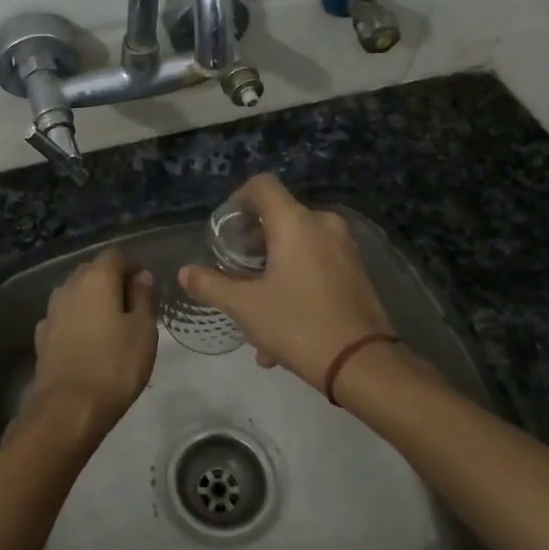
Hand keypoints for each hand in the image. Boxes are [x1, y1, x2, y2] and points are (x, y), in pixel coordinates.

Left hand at [25, 248, 157, 433]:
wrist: (68, 409)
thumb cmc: (115, 366)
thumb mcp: (144, 330)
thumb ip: (144, 297)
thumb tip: (141, 276)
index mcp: (96, 278)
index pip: (115, 255)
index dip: (133, 267)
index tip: (147, 288)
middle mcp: (69, 286)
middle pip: (92, 271)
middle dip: (112, 282)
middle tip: (133, 308)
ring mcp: (51, 311)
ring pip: (76, 294)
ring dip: (93, 302)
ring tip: (111, 326)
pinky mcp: (41, 336)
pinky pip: (65, 317)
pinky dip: (78, 322)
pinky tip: (88, 343)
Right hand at [178, 174, 393, 391]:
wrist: (363, 363)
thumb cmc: (298, 324)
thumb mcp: (245, 307)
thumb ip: (211, 285)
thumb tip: (185, 272)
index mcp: (295, 222)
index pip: (262, 185)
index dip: (237, 200)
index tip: (224, 231)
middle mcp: (322, 225)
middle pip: (277, 218)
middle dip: (250, 247)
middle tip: (233, 274)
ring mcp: (344, 248)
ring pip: (295, 247)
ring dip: (270, 272)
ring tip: (253, 313)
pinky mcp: (356, 272)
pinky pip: (314, 266)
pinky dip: (294, 284)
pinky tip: (279, 330)